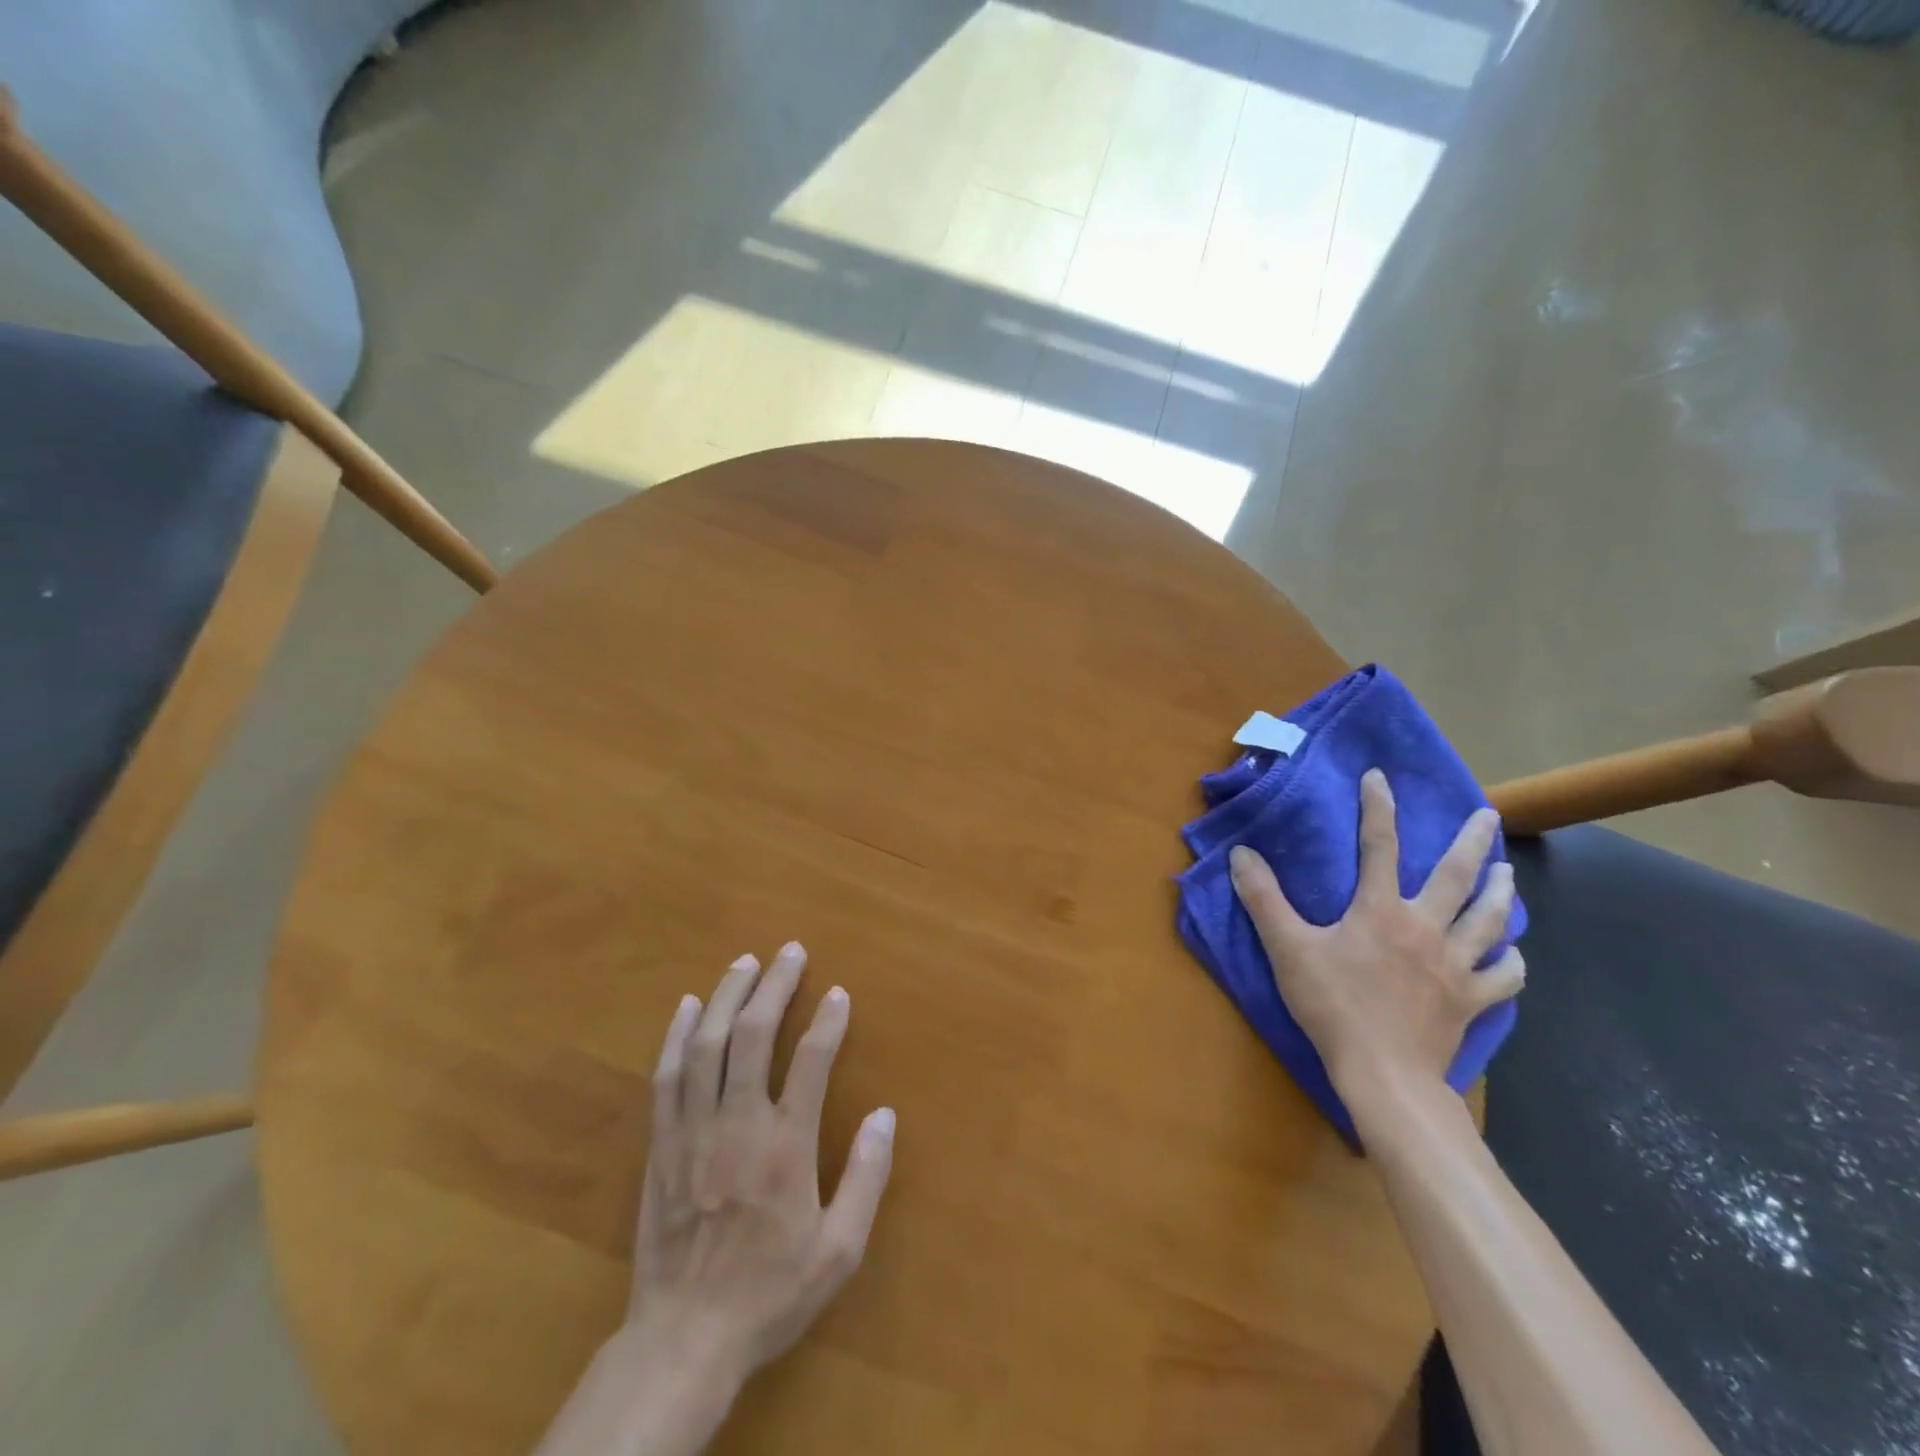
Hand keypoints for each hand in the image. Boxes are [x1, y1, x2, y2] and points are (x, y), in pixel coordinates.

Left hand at [629, 942, 895, 1385]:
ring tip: (745, 963)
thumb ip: (867, 1178)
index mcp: (785, 1148)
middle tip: (789, 952)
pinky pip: (666, 1076)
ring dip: (728, 996)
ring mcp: (692, 1131)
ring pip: (707, 1045)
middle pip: (754, 1036)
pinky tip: (690, 1006)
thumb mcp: (838, 1251)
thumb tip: (885, 1115)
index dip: (828, 1020)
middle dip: (775, 986)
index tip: (838, 993)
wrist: (683, 1340)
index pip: (811, 1061)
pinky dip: (677, 1035)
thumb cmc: (769, 1293)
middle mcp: (738, 1125)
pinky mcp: (660, 1145)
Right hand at [1227, 769, 1523, 1110]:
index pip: (1379, 846)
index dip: (1378, 808)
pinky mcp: (1471, 1000)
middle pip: (1457, 876)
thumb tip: (1241, 854)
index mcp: (1380, 911)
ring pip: (1488, 919)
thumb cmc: (1333, 1006)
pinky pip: (1501, 976)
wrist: (1384, 1074)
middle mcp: (1425, 927)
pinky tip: (1510, 954)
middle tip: (1488, 815)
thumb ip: (1264, 900)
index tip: (1380, 778)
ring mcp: (1455, 965)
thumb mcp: (1288, 950)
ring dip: (1500, 892)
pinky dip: (1509, 960)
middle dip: (1472, 841)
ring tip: (1507, 871)